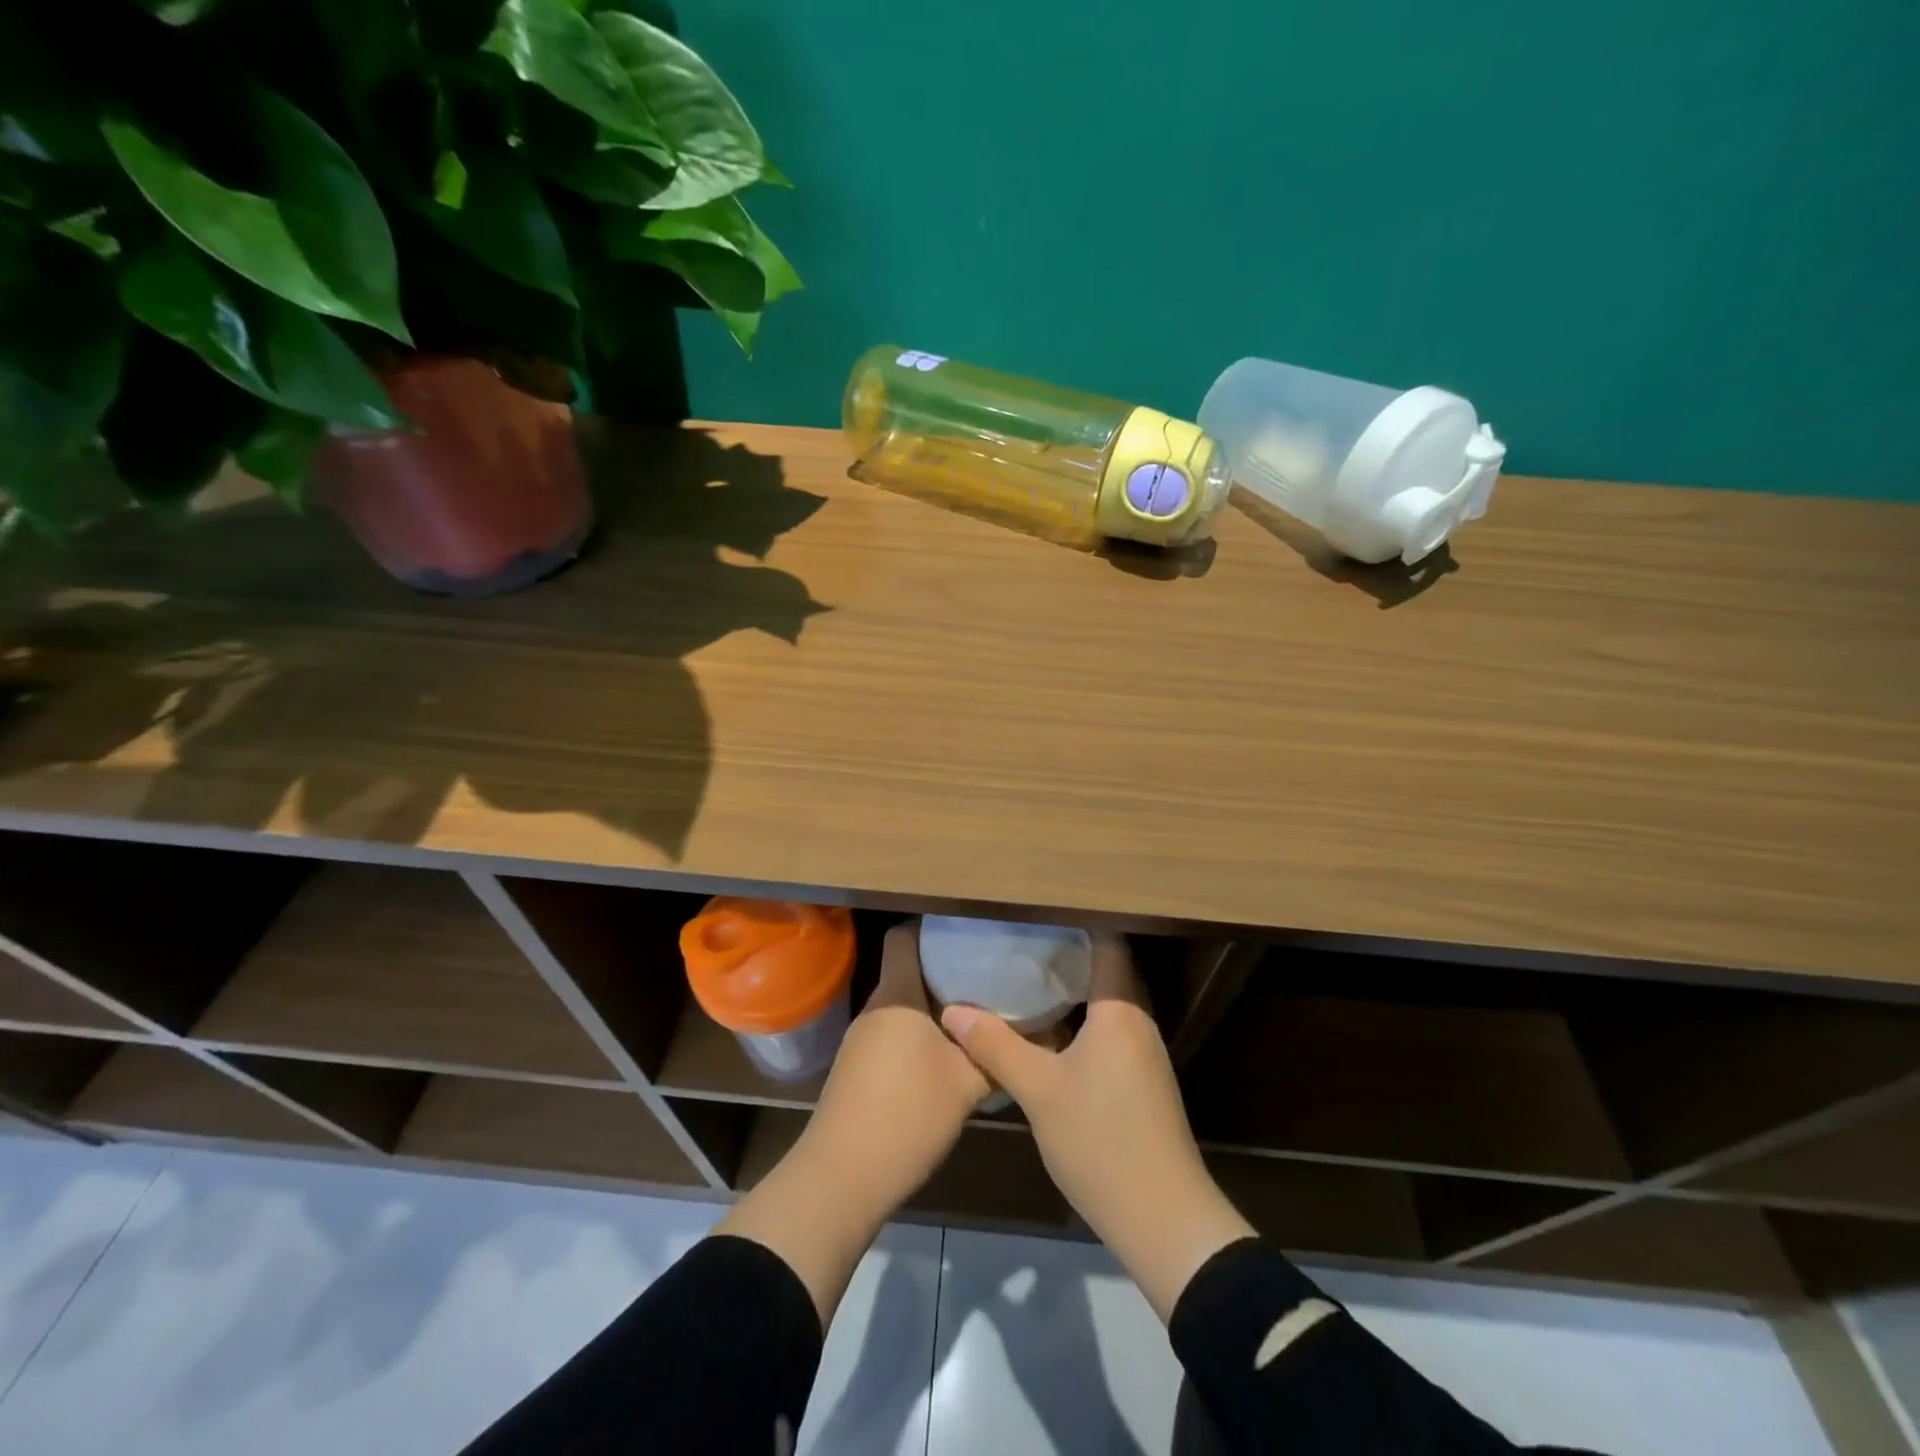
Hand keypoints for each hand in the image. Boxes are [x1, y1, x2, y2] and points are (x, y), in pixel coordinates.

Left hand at [802, 918, 991, 1208]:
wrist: (843, 1178)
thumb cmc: (908, 1114)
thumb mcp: (967, 1083)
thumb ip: (999, 1053)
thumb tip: (1044, 1032)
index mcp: (897, 994)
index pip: (905, 936)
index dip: (935, 928)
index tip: (973, 934)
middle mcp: (875, 1007)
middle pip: (908, 970)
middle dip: (946, 970)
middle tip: (990, 974)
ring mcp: (862, 1039)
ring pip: (904, 1005)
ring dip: (935, 1007)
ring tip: (978, 1012)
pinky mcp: (858, 1068)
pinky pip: (894, 1033)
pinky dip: (920, 1034)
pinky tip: (949, 1054)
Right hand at [941, 934, 1252, 1321]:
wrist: (1163, 1219)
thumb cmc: (1101, 1141)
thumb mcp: (1039, 1091)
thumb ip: (996, 1045)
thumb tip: (953, 1010)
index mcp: (1119, 1010)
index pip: (1107, 943)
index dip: (1074, 922)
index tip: (1035, 913)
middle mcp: (1138, 1021)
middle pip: (1106, 970)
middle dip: (1066, 954)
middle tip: (1020, 942)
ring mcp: (1143, 1053)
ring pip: (1107, 1002)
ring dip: (1073, 989)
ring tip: (1025, 977)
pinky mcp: (1141, 1080)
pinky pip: (1109, 1030)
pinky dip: (1081, 1020)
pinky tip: (1047, 1030)